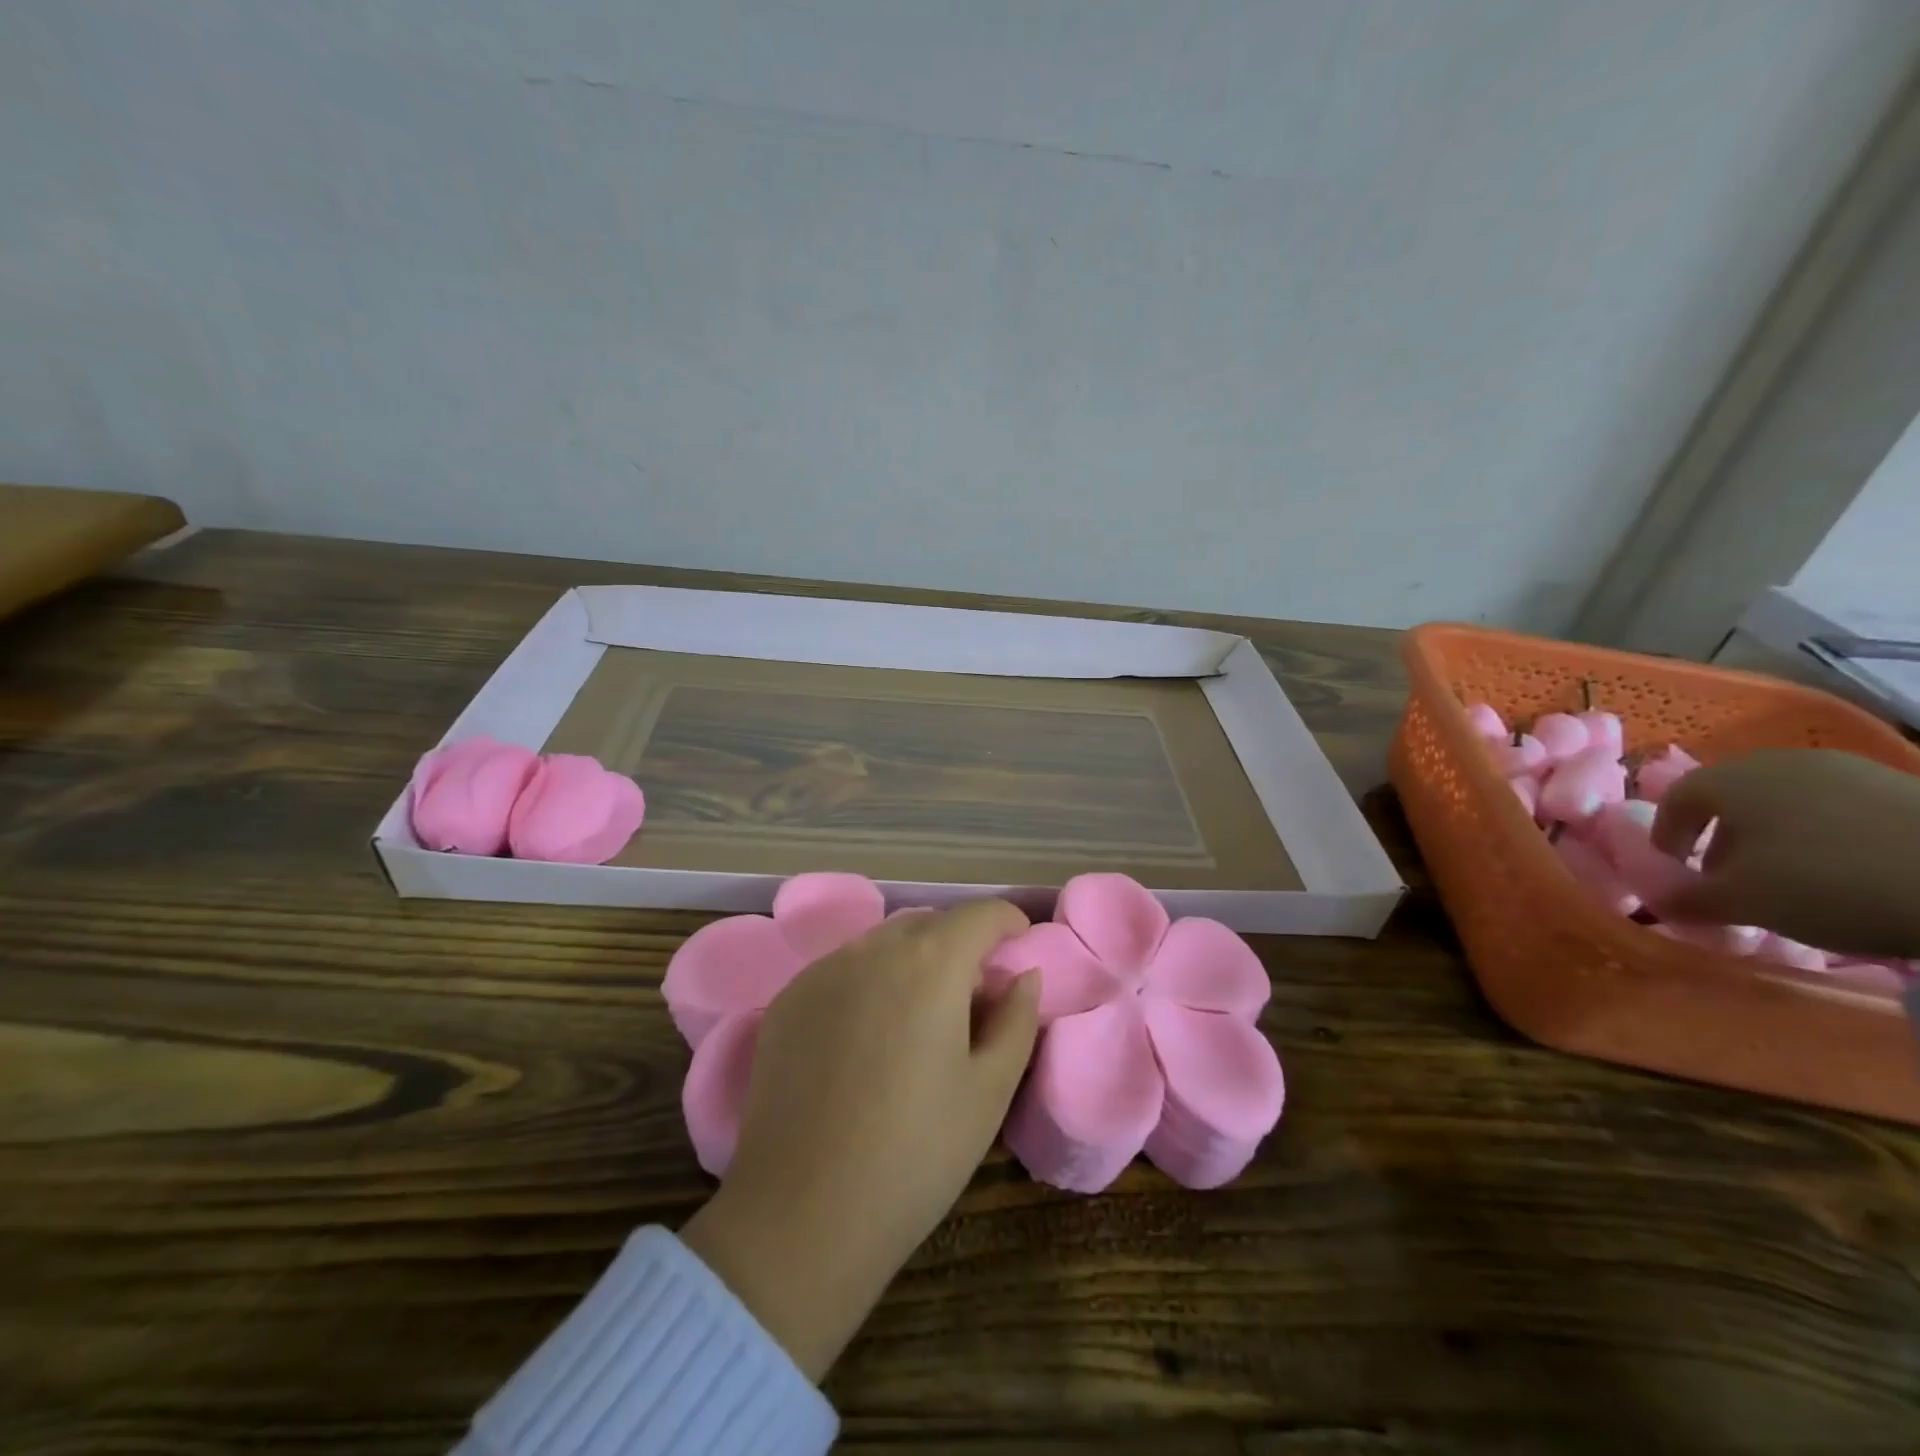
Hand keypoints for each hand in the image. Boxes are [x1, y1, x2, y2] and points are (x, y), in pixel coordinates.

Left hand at [680, 899, 1039, 1379]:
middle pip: (928, 924)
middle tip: (973, 992)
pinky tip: (866, 1037)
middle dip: (959, 943)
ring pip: (881, 944)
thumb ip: (1016, 1020)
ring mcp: (822, 971)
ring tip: (919, 1015)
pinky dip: (868, 983)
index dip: (1007, 921)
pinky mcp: (787, 1000)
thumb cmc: (916, 1154)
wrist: (802, 1214)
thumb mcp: (990, 1091)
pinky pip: (841, 970)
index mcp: (931, 963)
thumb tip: (1024, 976)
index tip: (1020, 942)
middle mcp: (873, 949)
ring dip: (911, 961)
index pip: (979, 914)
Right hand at [1650, 748, 1919, 957]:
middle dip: (1722, 840)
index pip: (1674, 800)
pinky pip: (1838, 810)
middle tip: (1731, 881)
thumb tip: (1658, 903)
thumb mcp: (1742, 902)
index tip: (1675, 871)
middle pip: (1732, 799)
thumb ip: (1688, 900)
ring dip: (1776, 839)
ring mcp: (1846, 770)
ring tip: (1792, 881)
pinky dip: (1826, 838)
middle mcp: (1778, 762)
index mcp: (1729, 778)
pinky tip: (1847, 872)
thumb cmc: (1827, 882)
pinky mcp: (1901, 787)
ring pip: (1787, 804)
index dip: (1668, 836)